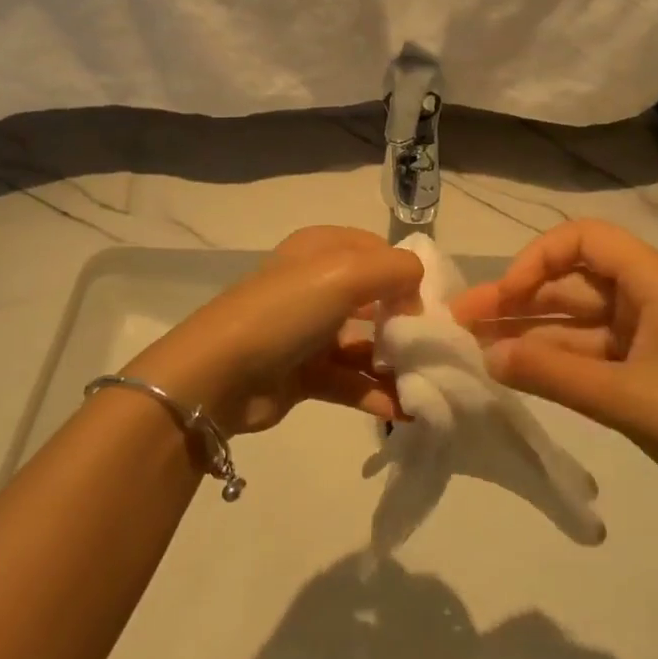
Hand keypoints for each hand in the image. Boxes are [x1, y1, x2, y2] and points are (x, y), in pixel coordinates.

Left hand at [123, 226, 423, 435]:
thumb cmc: (287, 310)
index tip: (431, 305)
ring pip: (366, 343)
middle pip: (376, 299)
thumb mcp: (346, 272)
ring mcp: (310, 330)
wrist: (220, 374)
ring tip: (429, 384)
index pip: (379, 252)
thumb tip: (418, 293)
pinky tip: (406, 410)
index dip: (407, 275)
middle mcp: (317, 283)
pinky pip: (351, 380)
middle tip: (437, 349)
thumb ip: (396, 270)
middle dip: (407, 322)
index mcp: (322, 248)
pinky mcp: (305, 373)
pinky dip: (377, 392)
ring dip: (396, 363)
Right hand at [453, 219, 657, 516]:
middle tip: (464, 320)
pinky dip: (553, 358)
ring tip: (475, 346)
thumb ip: (556, 375)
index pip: (584, 239)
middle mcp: (645, 297)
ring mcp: (643, 333)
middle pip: (571, 281)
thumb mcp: (628, 399)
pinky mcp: (641, 366)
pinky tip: (515, 369)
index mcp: (653, 282)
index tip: (506, 294)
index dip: (538, 258)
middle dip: (518, 297)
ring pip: (575, 319)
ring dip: (529, 330)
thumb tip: (489, 357)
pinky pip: (587, 350)